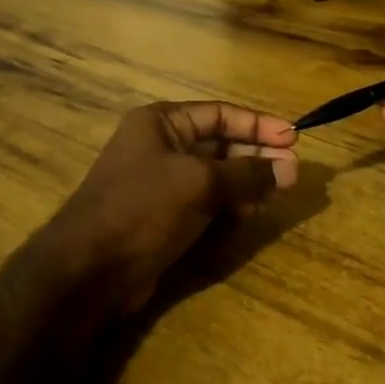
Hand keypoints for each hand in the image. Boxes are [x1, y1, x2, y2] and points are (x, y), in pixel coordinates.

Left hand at [52, 101, 298, 311]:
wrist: (90, 269)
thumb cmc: (143, 208)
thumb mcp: (200, 183)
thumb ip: (247, 174)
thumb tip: (291, 169)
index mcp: (161, 122)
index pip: (220, 114)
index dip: (259, 125)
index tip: (294, 139)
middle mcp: (160, 145)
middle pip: (219, 143)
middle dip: (255, 156)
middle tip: (292, 173)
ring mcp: (160, 182)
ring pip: (215, 175)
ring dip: (245, 182)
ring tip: (275, 194)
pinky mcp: (163, 215)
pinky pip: (204, 201)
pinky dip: (228, 204)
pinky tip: (249, 213)